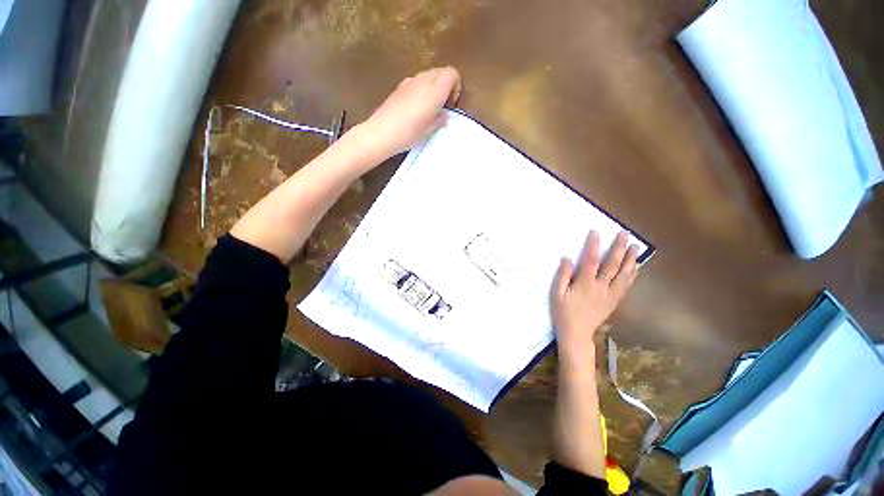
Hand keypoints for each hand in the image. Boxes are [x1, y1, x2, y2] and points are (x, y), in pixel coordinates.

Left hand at [358, 67, 461, 160]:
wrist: (381, 132)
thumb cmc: (409, 133)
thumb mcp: (429, 130)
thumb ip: (440, 119)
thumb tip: (444, 114)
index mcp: (435, 90)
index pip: (452, 74)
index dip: (456, 86)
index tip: (451, 103)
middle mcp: (423, 80)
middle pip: (441, 72)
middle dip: (446, 85)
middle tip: (442, 106)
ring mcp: (409, 81)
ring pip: (428, 75)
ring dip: (433, 87)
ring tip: (429, 108)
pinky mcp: (400, 86)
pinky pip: (417, 81)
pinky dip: (422, 89)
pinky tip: (416, 108)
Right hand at [551, 230, 639, 368]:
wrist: (577, 333)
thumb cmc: (563, 312)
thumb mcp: (557, 294)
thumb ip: (562, 275)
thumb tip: (567, 258)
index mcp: (584, 284)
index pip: (590, 261)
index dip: (593, 245)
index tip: (596, 232)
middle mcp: (600, 287)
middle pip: (612, 265)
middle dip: (619, 248)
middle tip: (625, 234)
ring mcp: (610, 295)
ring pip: (624, 275)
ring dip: (630, 260)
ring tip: (635, 247)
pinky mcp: (614, 301)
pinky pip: (626, 286)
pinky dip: (632, 275)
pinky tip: (635, 267)